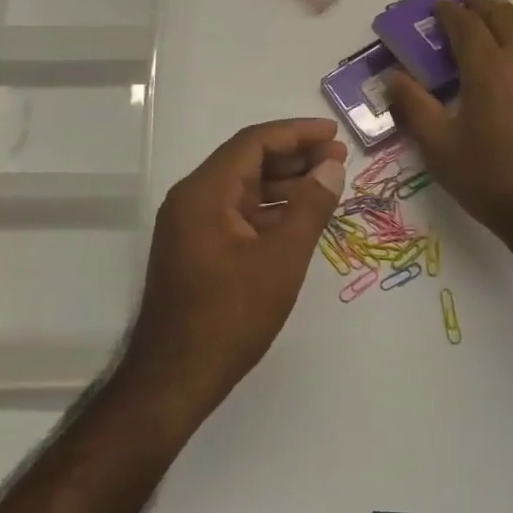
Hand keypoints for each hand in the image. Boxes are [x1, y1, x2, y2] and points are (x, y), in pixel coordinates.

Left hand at [122, 119, 345, 404]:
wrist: (175, 378)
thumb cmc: (230, 316)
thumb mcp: (281, 259)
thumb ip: (310, 207)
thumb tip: (331, 166)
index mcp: (204, 193)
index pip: (253, 143)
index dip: (296, 133)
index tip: (333, 135)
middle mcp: (191, 200)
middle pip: (246, 161)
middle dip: (293, 157)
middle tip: (337, 159)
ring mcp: (189, 226)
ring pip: (241, 189)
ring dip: (283, 184)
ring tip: (327, 184)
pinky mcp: (195, 250)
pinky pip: (235, 215)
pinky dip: (267, 211)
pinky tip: (298, 218)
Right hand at [386, 0, 512, 269]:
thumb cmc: (493, 182)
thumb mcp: (440, 149)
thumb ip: (414, 107)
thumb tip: (392, 76)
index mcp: (489, 67)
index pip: (466, 25)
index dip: (450, 11)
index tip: (439, 4)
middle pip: (503, 17)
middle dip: (482, 4)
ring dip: (512, 19)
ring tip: (499, 19)